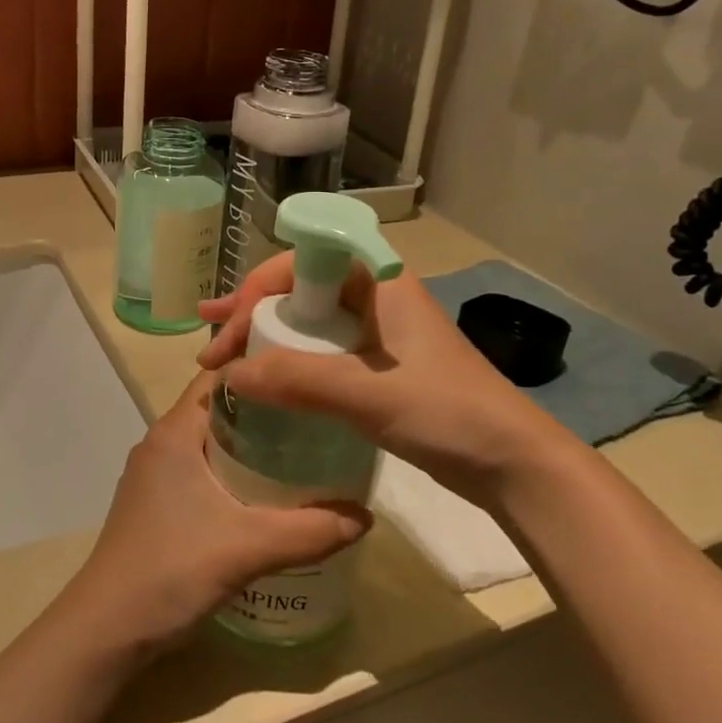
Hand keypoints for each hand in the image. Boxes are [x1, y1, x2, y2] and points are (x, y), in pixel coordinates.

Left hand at [63, 372, 370, 657]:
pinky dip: (235, 474)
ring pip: (212, 443)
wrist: (106, 630)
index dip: (263, 371)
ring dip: (252, 446)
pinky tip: (267, 498)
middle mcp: (162, 442)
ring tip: (303, 455)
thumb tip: (366, 517)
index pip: (221, 377)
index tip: (309, 378)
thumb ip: (310, 531)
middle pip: (221, 409)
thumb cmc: (170, 570)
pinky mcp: (156, 504)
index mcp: (174, 431)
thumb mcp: (247, 548)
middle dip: (267, 412)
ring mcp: (155, 475)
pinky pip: (203, 471)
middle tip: (318, 420)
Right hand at [197, 255, 577, 511]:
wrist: (513, 463)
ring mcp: (377, 332)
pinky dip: (287, 360)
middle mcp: (376, 296)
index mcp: (379, 280)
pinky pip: (321, 350)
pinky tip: (264, 380)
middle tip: (208, 335)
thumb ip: (298, 381)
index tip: (228, 321)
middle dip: (250, 308)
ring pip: (308, 320)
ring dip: (264, 334)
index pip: (304, 258)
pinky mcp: (378, 365)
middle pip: (300, 287)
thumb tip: (230, 376)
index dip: (259, 284)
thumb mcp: (369, 394)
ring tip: (220, 355)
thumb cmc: (448, 412)